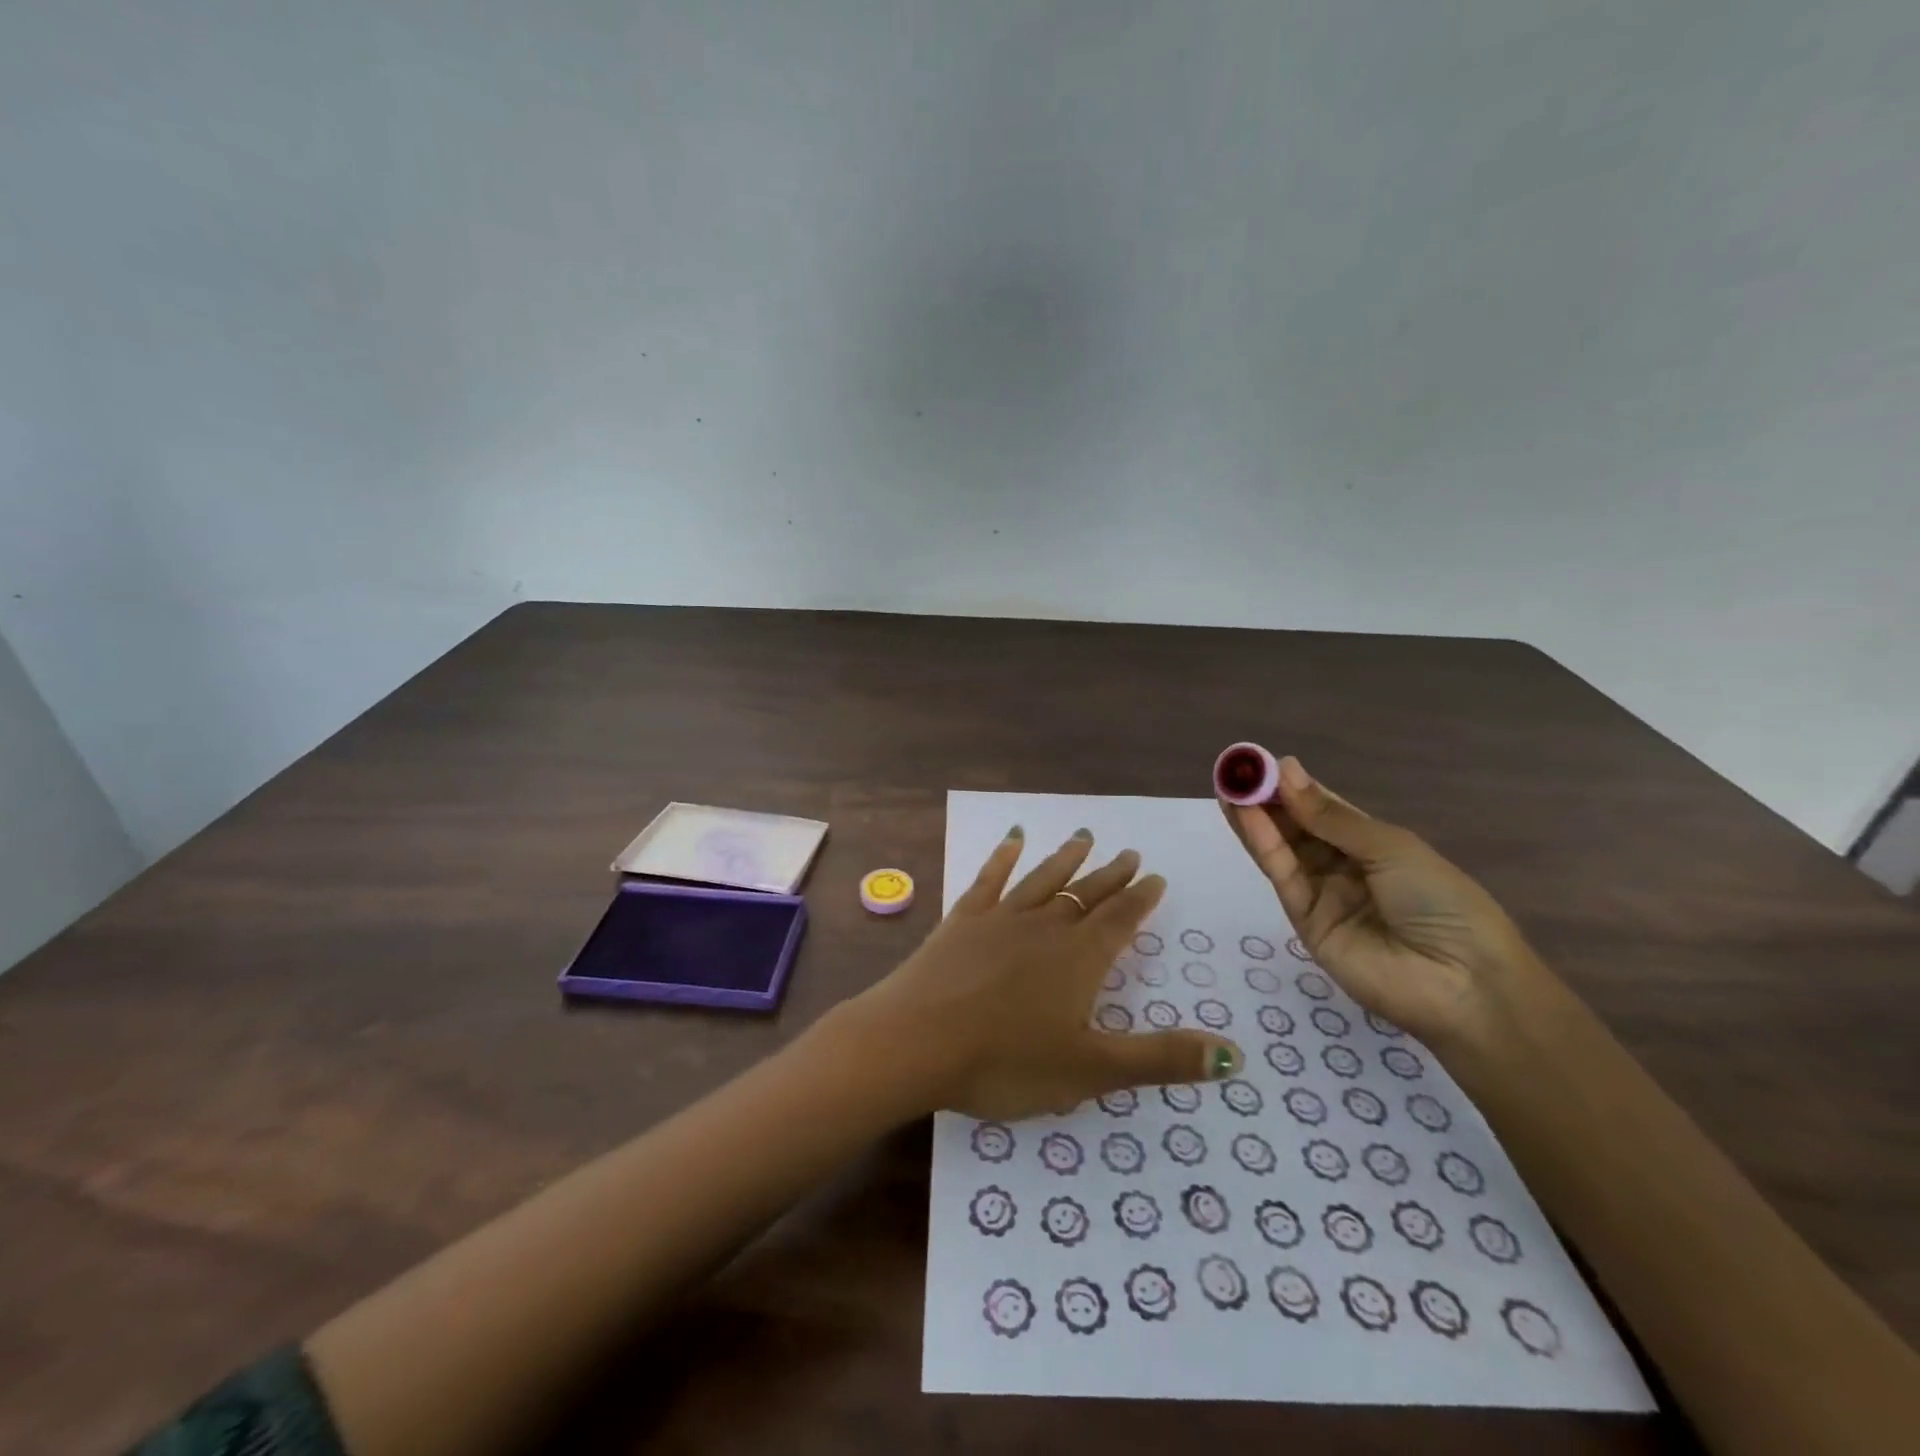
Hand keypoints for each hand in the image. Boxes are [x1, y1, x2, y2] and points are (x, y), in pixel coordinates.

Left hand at [848, 827, 1241, 1120]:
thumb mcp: (1091, 1070)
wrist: (916, 1040)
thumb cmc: (1006, 1061)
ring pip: (1043, 879)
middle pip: (1086, 894)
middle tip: (1129, 853)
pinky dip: (1003, 857)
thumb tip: (1235, 1054)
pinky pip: (989, 879)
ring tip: (1084, 837)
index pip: (1120, 919)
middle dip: (1111, 875)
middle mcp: (1045, 926)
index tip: (1155, 876)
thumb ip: (1160, 1059)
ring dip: (1066, 859)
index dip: (1141, 898)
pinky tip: (1012, 838)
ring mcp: (999, 918)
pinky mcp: (961, 920)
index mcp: (1079, 958)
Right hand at [1220, 756, 1553, 1057]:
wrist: (1461, 983)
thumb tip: (1285, 769)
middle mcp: (1345, 867)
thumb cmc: (1440, 901)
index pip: (1325, 809)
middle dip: (1266, 799)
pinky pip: (1282, 876)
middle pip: (1297, 828)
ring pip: (1283, 849)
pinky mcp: (1305, 921)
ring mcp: (1323, 895)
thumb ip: (1329, 816)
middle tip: (1234, 770)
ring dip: (1254, 818)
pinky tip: (1245, 816)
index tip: (1261, 762)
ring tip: (1227, 786)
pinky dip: (1263, 844)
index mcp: (1375, 845)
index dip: (1294, 786)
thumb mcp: (1390, 847)